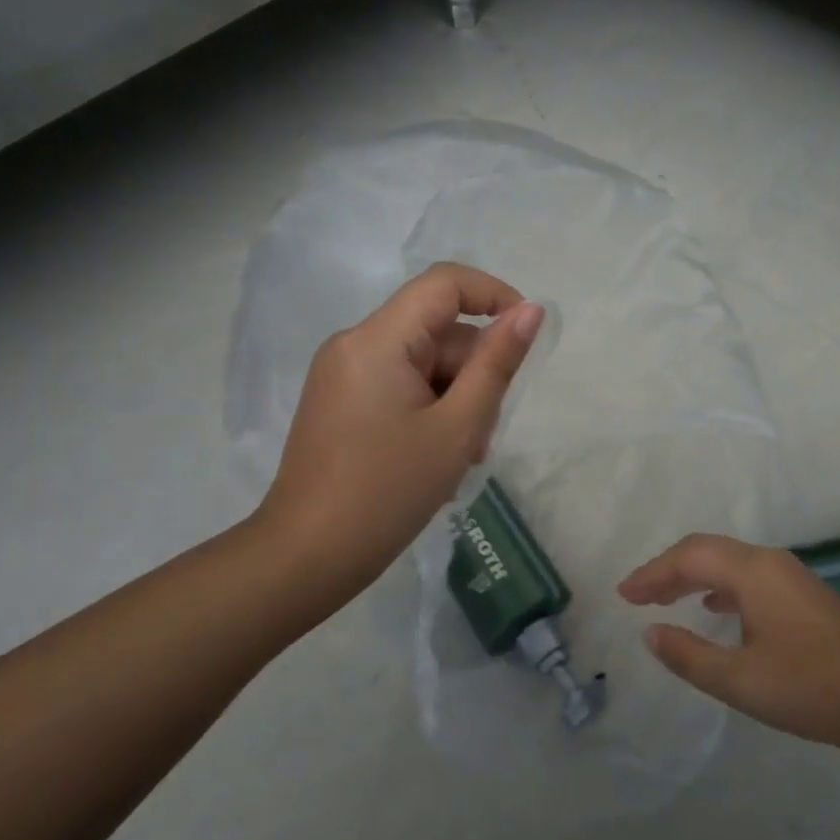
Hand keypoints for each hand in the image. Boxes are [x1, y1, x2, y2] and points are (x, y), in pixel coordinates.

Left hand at [255, 262, 542, 604]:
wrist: (307, 557)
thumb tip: (531, 311)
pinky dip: (429, 408)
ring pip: (422, 362)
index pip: (445, 283)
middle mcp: (354, 343)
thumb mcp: (458, 427)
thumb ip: (497, 363)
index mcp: (378, 340)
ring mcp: (343, 373)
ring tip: (461, 455)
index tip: (525, 336)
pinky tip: (435, 455)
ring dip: (454, 398)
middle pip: (436, 331)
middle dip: (473, 372)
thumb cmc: (389, 492)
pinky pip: (400, 384)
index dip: (494, 295)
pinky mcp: (341, 400)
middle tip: (483, 433)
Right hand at [619, 534, 839, 751]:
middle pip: (708, 551)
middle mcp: (770, 562)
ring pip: (729, 562)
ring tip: (666, 600)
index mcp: (752, 571)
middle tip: (638, 596)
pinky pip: (748, 577)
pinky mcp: (803, 596)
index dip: (652, 574)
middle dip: (669, 570)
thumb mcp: (740, 680)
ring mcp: (791, 576)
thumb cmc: (810, 688)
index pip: (689, 557)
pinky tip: (715, 609)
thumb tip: (650, 633)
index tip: (623, 595)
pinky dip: (719, 586)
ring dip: (694, 576)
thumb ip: (689, 655)